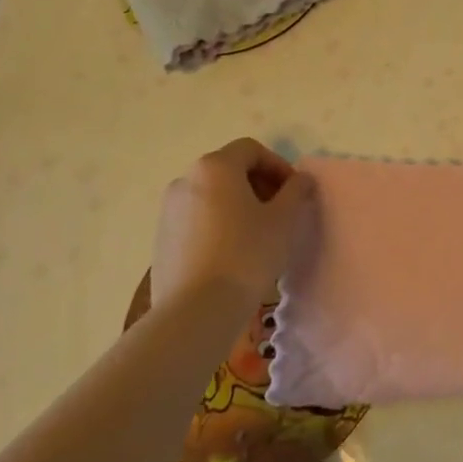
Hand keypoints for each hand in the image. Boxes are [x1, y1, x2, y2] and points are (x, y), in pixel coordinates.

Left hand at [151, 139, 313, 303]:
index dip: (278, 165)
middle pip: (229, 170)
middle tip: (280, 211)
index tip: (294, 192)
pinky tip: (233, 255)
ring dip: (238, 205)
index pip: (251, 150)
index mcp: (215, 167)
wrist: (195, 311)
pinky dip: (218, 225)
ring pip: (212, 196)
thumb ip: (296, 191)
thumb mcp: (284, 219)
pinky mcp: (161, 240)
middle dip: (259, 185)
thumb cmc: (246, 254)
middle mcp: (186, 180)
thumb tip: (301, 179)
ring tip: (258, 235)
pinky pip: (197, 221)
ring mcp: (169, 211)